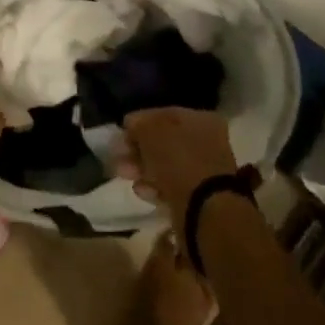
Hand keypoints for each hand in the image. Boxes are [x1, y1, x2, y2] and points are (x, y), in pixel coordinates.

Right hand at [120, 108, 239, 224]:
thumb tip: (131, 126)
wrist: (204, 209)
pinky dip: (153, 187)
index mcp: (201, 119)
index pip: (163, 114)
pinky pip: (170, 186)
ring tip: (124, 175)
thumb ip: (139, 124)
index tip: (120, 134)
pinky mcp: (197, 196)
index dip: (139, 123)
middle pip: (163, 141)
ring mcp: (203, 170)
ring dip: (141, 169)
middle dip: (137, 149)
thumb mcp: (151, 131)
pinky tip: (141, 191)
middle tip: (118, 158)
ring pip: (164, 165)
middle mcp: (206, 142)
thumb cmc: (178, 160)